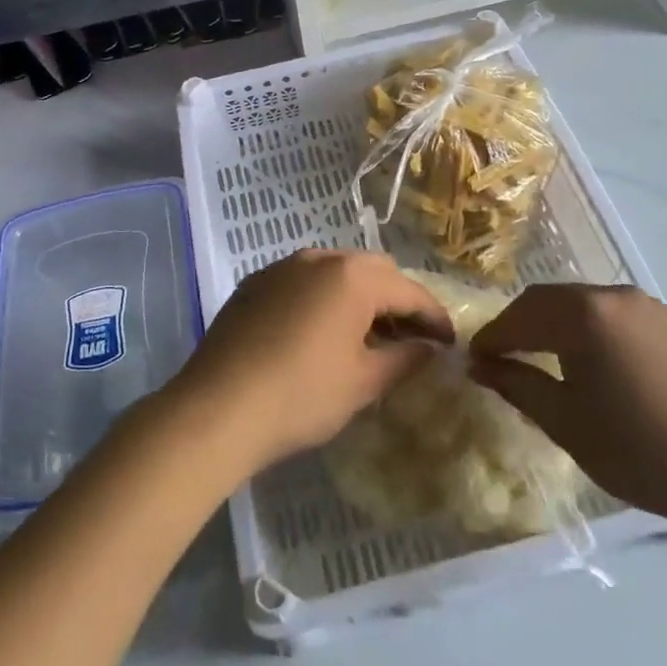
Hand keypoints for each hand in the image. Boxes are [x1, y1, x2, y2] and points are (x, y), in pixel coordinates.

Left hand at [164, 249, 452, 476]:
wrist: (217, 408)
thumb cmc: (302, 395)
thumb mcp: (363, 382)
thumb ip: (405, 359)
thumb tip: (430, 349)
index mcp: (353, 276)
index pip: (410, 291)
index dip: (434, 318)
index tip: (449, 343)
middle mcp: (319, 257)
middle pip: (374, 271)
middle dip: (398, 301)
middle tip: (409, 340)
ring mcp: (282, 266)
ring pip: (337, 272)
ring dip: (360, 297)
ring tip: (366, 336)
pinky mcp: (255, 283)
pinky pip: (304, 281)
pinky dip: (324, 298)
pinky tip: (320, 332)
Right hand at [469, 284, 666, 529]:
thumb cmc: (639, 450)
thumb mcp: (565, 422)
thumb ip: (517, 385)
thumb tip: (479, 365)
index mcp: (582, 315)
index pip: (519, 316)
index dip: (492, 337)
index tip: (473, 359)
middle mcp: (611, 295)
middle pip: (548, 300)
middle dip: (520, 325)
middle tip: (502, 356)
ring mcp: (645, 305)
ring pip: (581, 303)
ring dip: (553, 324)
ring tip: (543, 358)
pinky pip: (612, 313)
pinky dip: (588, 328)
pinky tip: (591, 360)